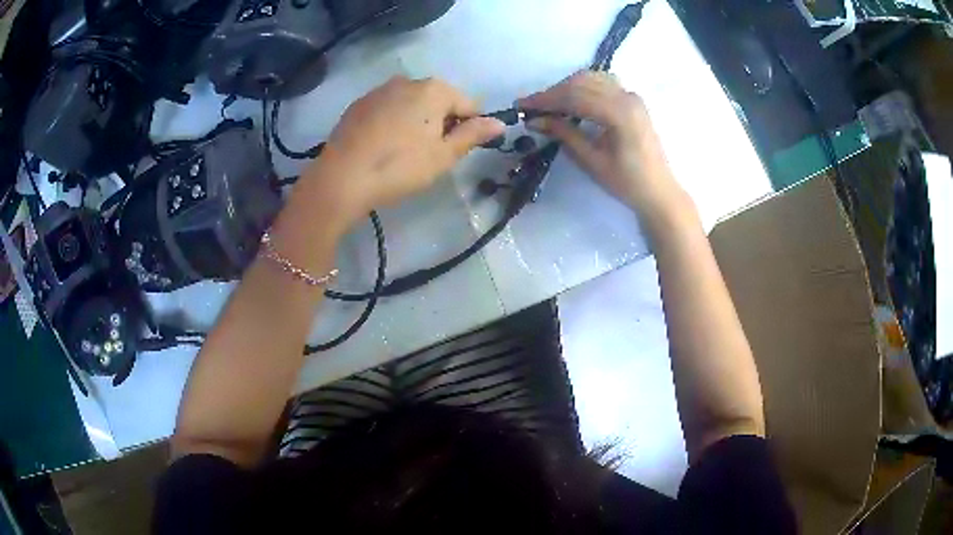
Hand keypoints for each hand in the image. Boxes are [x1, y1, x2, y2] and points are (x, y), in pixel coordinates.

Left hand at [300, 76, 505, 230]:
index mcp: (434, 89)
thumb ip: (473, 135)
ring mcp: (379, 91)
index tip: (456, 151)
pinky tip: (383, 146)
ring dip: (417, 122)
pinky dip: (393, 122)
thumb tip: (500, 123)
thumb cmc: (400, 167)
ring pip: (411, 104)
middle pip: (438, 100)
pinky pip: (388, 109)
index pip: (468, 104)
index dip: (469, 127)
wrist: (341, 179)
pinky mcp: (359, 104)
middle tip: (430, 155)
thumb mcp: (443, 155)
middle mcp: (407, 81)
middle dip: (441, 122)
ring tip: (404, 152)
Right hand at [519, 71, 691, 221]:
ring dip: (566, 88)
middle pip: (581, 83)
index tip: (521, 106)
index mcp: (619, 112)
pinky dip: (582, 87)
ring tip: (548, 105)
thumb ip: (564, 134)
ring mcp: (631, 96)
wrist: (658, 191)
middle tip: (531, 107)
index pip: (574, 96)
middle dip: (553, 93)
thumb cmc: (626, 182)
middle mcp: (626, 96)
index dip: (545, 100)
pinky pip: (603, 83)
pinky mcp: (632, 100)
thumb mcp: (591, 160)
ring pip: (591, 79)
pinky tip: (571, 101)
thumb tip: (534, 120)